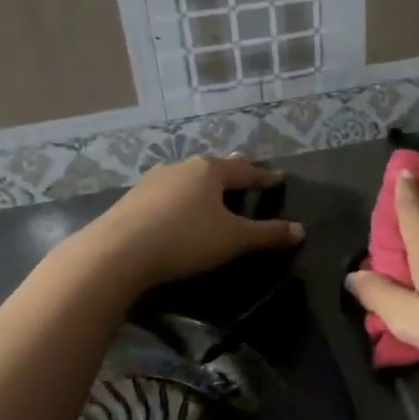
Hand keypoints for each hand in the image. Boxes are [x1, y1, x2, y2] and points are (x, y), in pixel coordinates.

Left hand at [77, 155, 302, 292]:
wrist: (117, 252)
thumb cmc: (185, 239)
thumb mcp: (234, 240)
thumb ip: (268, 234)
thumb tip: (301, 230)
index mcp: (210, 171)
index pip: (245, 171)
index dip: (264, 177)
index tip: (278, 178)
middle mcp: (181, 167)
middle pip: (214, 168)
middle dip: (231, 172)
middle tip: (245, 173)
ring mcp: (153, 181)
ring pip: (187, 178)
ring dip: (202, 184)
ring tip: (211, 191)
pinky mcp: (132, 199)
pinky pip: (166, 194)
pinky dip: (180, 198)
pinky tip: (177, 209)